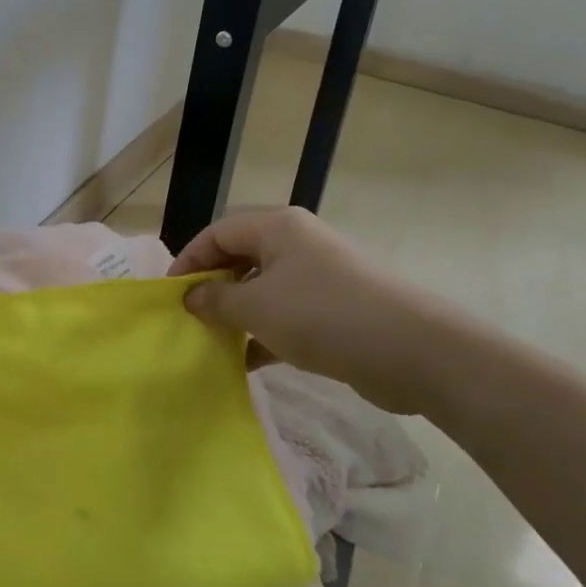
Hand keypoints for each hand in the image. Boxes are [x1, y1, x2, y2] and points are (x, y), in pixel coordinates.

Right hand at [169, 207, 433, 403]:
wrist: (414, 351)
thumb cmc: (323, 315)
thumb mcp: (256, 307)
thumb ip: (215, 300)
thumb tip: (191, 297)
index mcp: (278, 227)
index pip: (218, 232)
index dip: (189, 259)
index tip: (171, 295)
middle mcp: (298, 243)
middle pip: (241, 256)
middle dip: (213, 286)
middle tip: (191, 317)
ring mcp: (320, 276)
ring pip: (263, 287)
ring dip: (237, 312)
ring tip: (213, 340)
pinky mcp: (336, 309)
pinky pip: (287, 313)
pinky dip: (264, 332)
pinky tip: (246, 360)